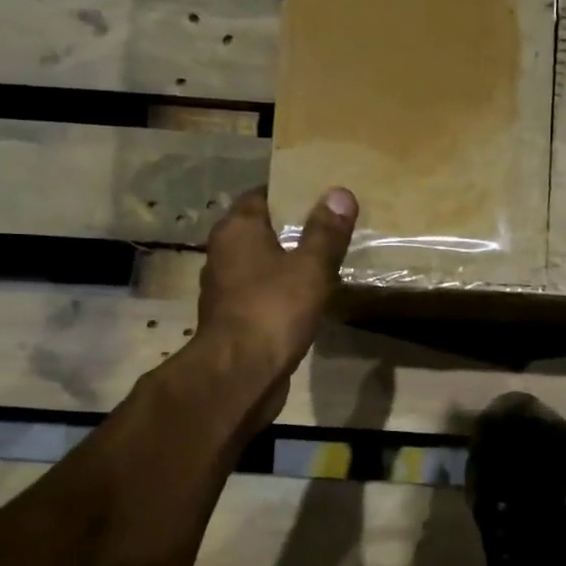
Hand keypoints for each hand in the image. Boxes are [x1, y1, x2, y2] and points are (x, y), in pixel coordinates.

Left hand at [194, 187, 357, 424]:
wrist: (240, 374)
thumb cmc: (273, 309)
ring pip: (262, 262)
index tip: (322, 193)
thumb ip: (326, 231)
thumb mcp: (310, 266)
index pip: (261, 195)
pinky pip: (263, 291)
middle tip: (333, 225)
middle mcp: (224, 253)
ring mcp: (226, 288)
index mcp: (236, 230)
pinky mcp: (235, 317)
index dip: (291, 191)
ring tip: (327, 259)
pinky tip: (310, 296)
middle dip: (293, 227)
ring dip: (288, 260)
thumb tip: (340, 192)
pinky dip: (283, 289)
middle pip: (261, 228)